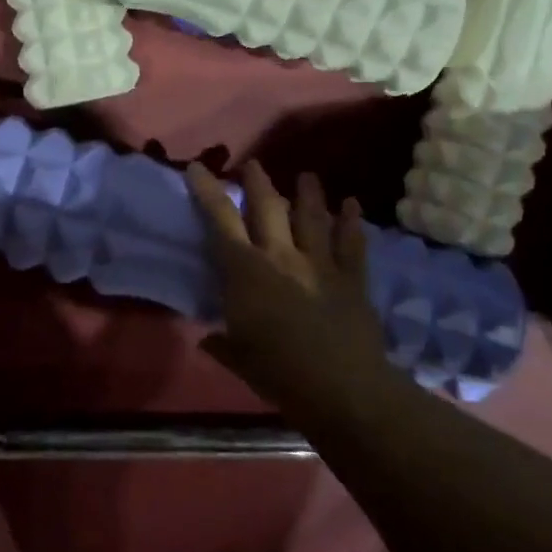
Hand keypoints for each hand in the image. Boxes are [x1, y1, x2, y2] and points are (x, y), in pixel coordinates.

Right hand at [186, 161, 388, 410]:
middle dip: (258, 182)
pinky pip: (352, 243)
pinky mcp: (352, 277)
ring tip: (306, 176)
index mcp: (246, 271)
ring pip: (312, 217)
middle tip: (254, 164)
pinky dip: (352, 222)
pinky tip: (352, 204)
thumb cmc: (279, 373)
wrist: (341, 387)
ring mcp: (320, 263)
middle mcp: (281, 255)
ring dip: (309, 193)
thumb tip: (208, 339)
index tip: (198, 167)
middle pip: (268, 207)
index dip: (208, 191)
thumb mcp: (239, 359)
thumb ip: (222, 343)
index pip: (221, 221)